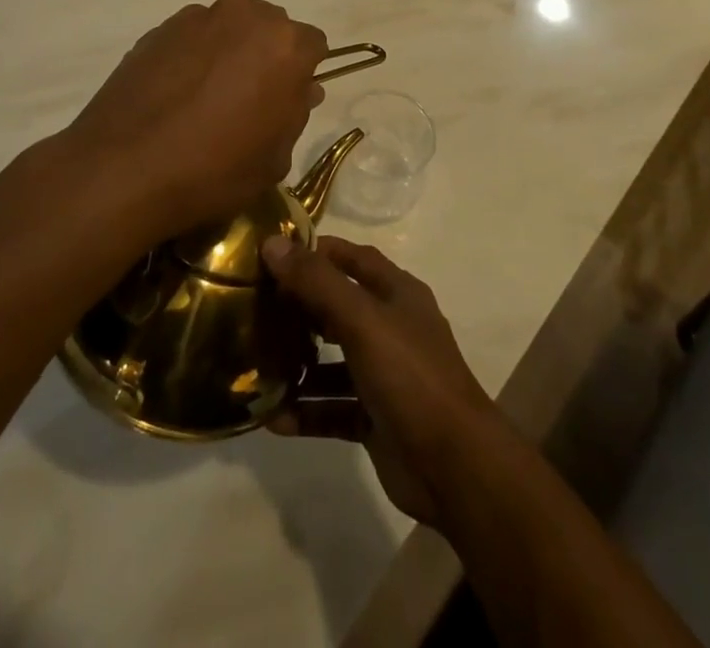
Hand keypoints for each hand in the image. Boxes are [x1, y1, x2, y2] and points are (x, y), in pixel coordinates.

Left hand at [57, 0, 328, 240]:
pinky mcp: (161, 27)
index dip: (302, 74)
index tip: (285, 102)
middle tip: (248, 98)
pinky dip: (193, 55)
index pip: (313, 46)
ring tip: (206, 96)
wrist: (124, 168)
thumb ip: (296, 113)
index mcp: (286, 44)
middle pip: (271, 28)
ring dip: (230, 51)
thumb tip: (302, 88)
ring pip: (230, 27)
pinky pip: (193, 36)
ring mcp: (200, 17)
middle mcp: (247, 16)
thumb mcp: (275, 158)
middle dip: (267, 55)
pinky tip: (175, 94)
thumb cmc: (215, 169)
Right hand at [261, 235, 508, 525]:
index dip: (317, 251)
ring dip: (299, 364)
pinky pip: (333, 408)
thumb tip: (272, 244)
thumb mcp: (363, 320)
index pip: (354, 257)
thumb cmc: (410, 375)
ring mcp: (384, 375)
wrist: (454, 466)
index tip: (273, 253)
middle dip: (300, 307)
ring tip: (255, 364)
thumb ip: (318, 282)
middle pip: (339, 307)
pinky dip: (306, 410)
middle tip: (255, 308)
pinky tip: (271, 417)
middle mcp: (391, 328)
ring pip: (333, 362)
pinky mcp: (375, 418)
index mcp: (397, 294)